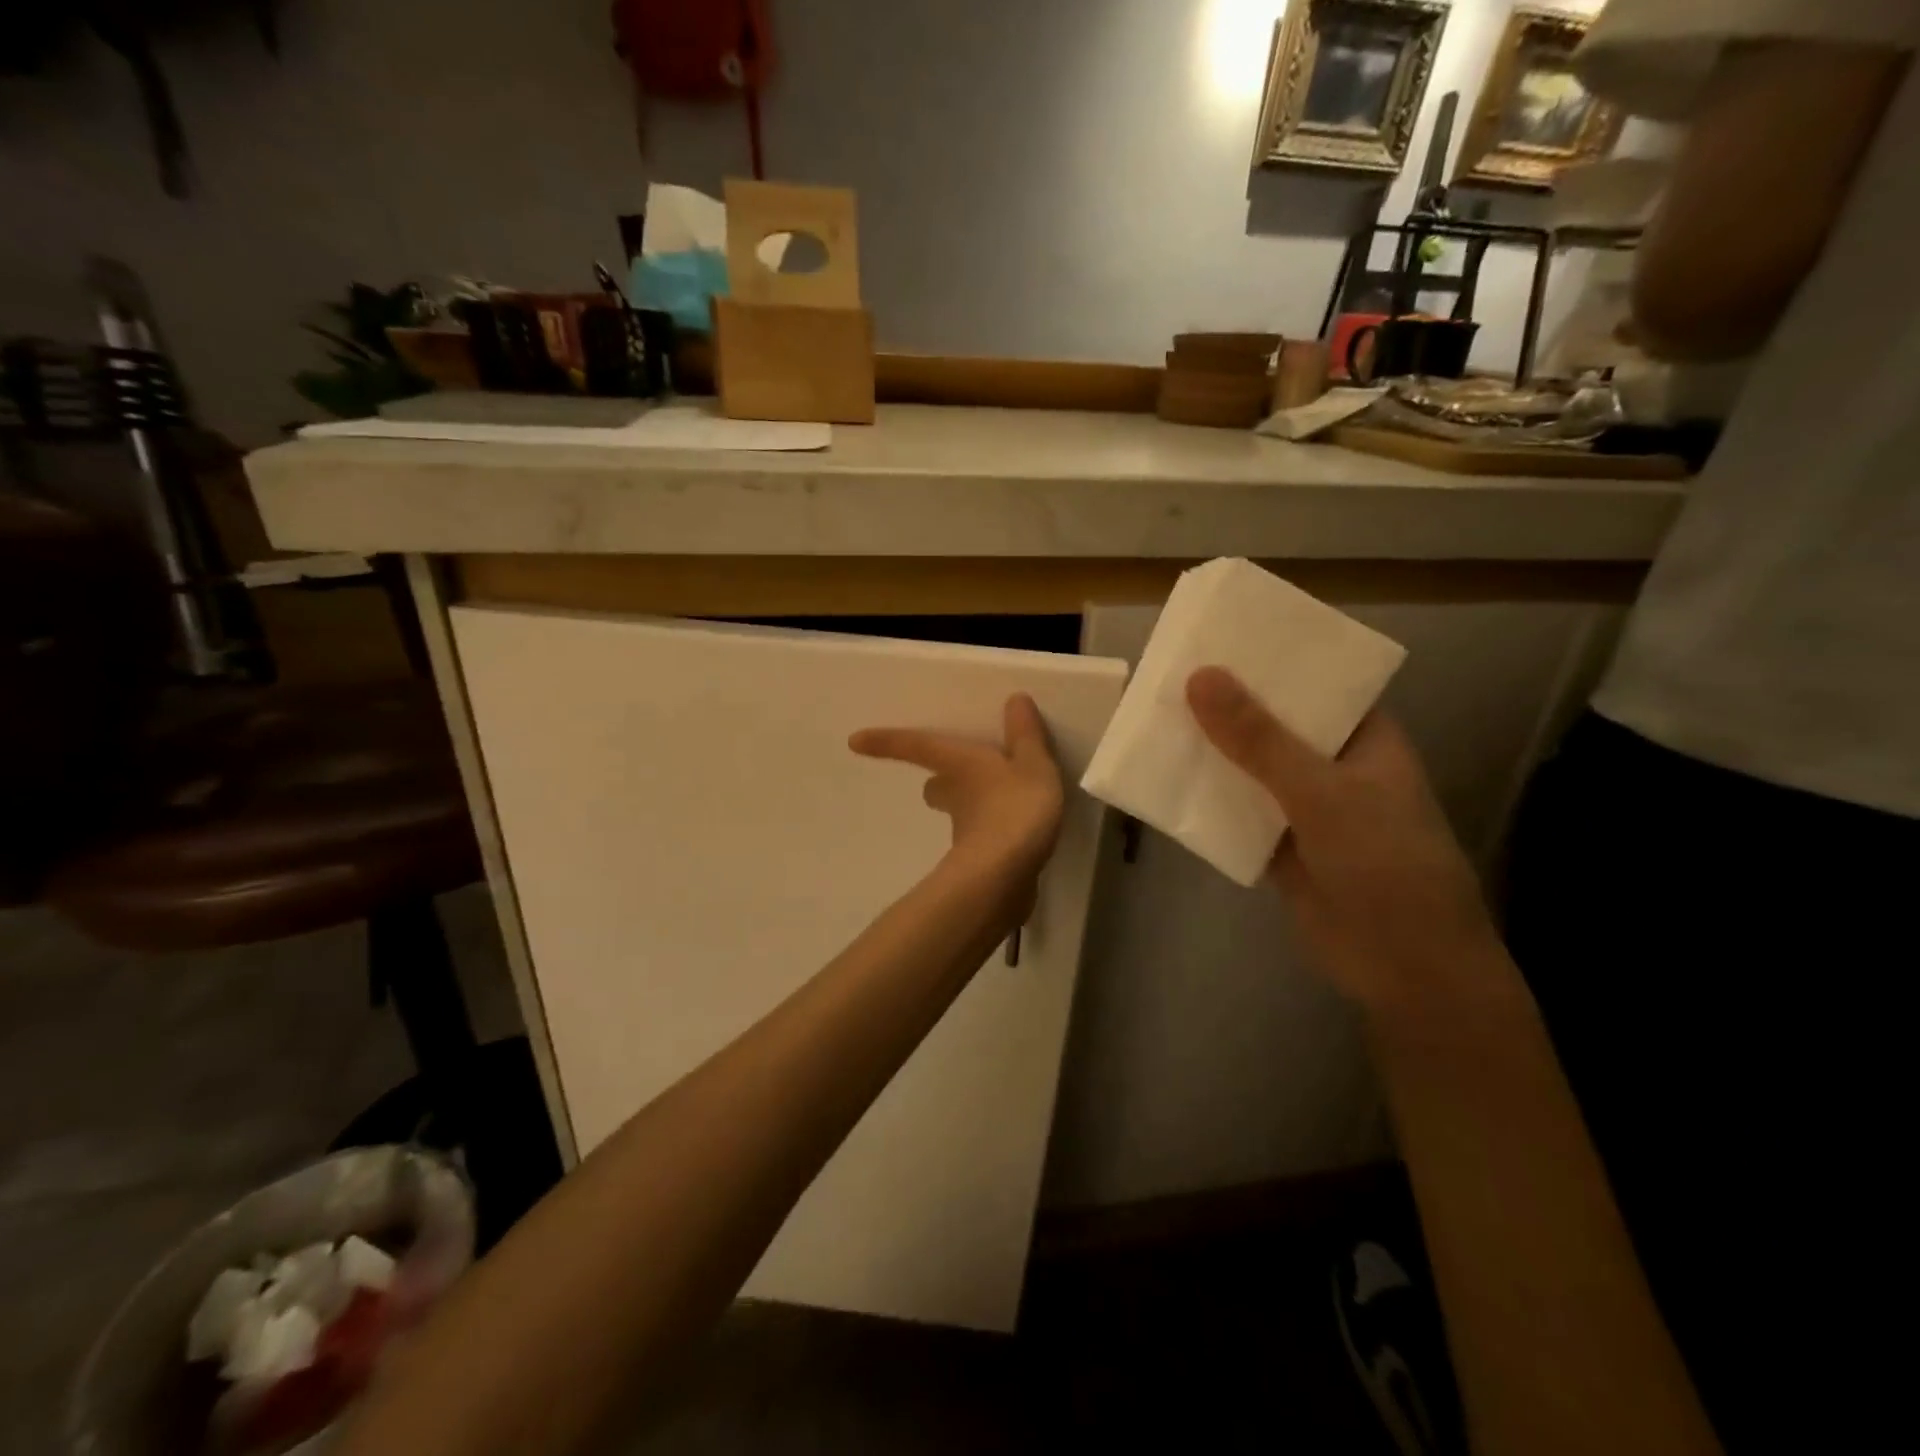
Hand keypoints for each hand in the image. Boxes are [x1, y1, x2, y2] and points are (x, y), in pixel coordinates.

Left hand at [849, 694, 1065, 893]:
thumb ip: (1026, 735)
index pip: (916, 748)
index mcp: (959, 765)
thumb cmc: (1014, 808)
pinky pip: (983, 841)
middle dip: (940, 782)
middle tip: (947, 776)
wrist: (1004, 878)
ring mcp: (964, 835)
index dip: (886, 742)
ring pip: (958, 815)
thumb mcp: (1032, 764)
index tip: (854, 741)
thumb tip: (1015, 700)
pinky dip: (994, 835)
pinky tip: (1017, 836)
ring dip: (969, 808)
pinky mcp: (980, 864)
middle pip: (935, 788)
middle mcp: (955, 797)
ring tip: (996, 802)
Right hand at [1186, 667, 1508, 1021]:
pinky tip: (1162, 781)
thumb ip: (1259, 739)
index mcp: (1363, 737)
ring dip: (1210, 753)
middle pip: (1272, 725)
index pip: (1312, 683)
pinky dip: (1206, 800)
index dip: (1266, 661)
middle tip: (1165, 676)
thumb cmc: (1385, 864)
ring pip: (1249, 769)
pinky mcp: (1279, 846)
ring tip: (1152, 719)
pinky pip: (1235, 812)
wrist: (1405, 968)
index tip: (1212, 638)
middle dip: (1225, 707)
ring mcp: (1305, 808)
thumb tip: (1199, 676)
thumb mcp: (1322, 792)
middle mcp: (1333, 765)